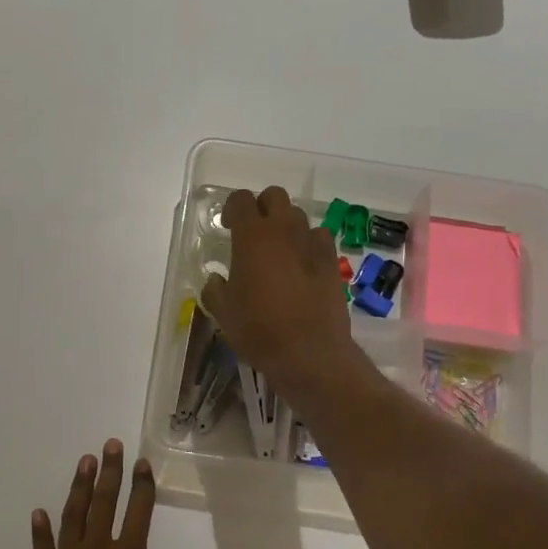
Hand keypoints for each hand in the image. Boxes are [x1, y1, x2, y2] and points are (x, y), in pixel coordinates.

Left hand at [27, 441, 175, 548]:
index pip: (138, 512)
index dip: (142, 486)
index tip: (142, 463)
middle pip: (105, 503)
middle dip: (110, 472)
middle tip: (110, 445)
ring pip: (74, 515)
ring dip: (79, 487)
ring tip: (84, 462)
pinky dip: (41, 530)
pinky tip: (39, 512)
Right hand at [200, 187, 360, 403]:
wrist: (309, 352)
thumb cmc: (259, 330)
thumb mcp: (224, 313)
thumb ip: (215, 290)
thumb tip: (217, 280)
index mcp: (252, 236)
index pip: (240, 199)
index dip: (232, 209)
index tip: (227, 227)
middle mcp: (284, 230)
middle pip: (274, 196)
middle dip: (262, 208)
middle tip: (253, 234)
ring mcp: (312, 243)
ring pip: (298, 216)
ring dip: (286, 226)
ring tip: (278, 252)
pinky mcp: (332, 261)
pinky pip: (319, 238)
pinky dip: (308, 244)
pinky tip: (302, 265)